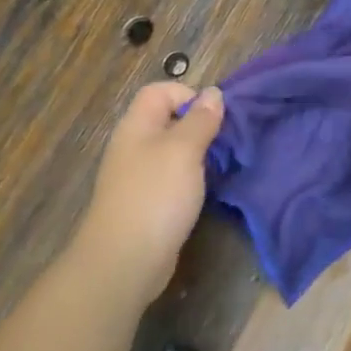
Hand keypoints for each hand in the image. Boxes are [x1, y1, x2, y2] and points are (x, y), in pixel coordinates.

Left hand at [70, 83, 224, 303]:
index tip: (215, 118)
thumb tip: (213, 93)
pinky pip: (171, 178)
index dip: (189, 95)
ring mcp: (138, 176)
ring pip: (173, 151)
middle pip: (168, 120)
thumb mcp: (184, 150)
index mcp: (137, 125)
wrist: (125, 260)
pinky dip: (190, 180)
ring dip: (198, 155)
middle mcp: (134, 145)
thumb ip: (200, 120)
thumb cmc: (156, 195)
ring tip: (221, 167)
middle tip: (225, 144)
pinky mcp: (146, 202)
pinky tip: (205, 192)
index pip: (161, 91)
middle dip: (199, 126)